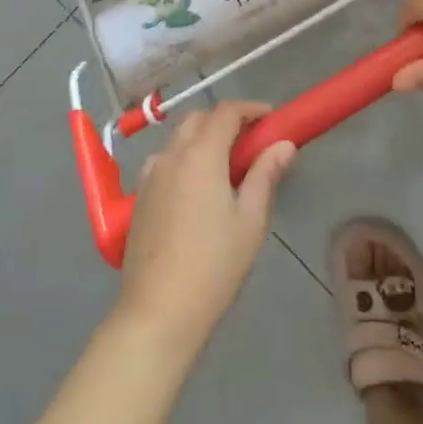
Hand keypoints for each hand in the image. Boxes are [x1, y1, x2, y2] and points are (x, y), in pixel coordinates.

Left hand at [115, 101, 296, 353]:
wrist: (157, 314)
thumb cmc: (213, 266)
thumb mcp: (251, 221)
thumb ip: (266, 174)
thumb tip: (284, 144)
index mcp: (200, 154)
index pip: (226, 111)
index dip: (251, 109)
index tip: (272, 120)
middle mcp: (171, 154)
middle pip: (199, 119)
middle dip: (226, 121)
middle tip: (252, 145)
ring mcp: (150, 175)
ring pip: (179, 139)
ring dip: (203, 139)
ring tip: (226, 169)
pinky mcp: (138, 198)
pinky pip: (165, 161)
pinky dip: (185, 159)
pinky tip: (197, 191)